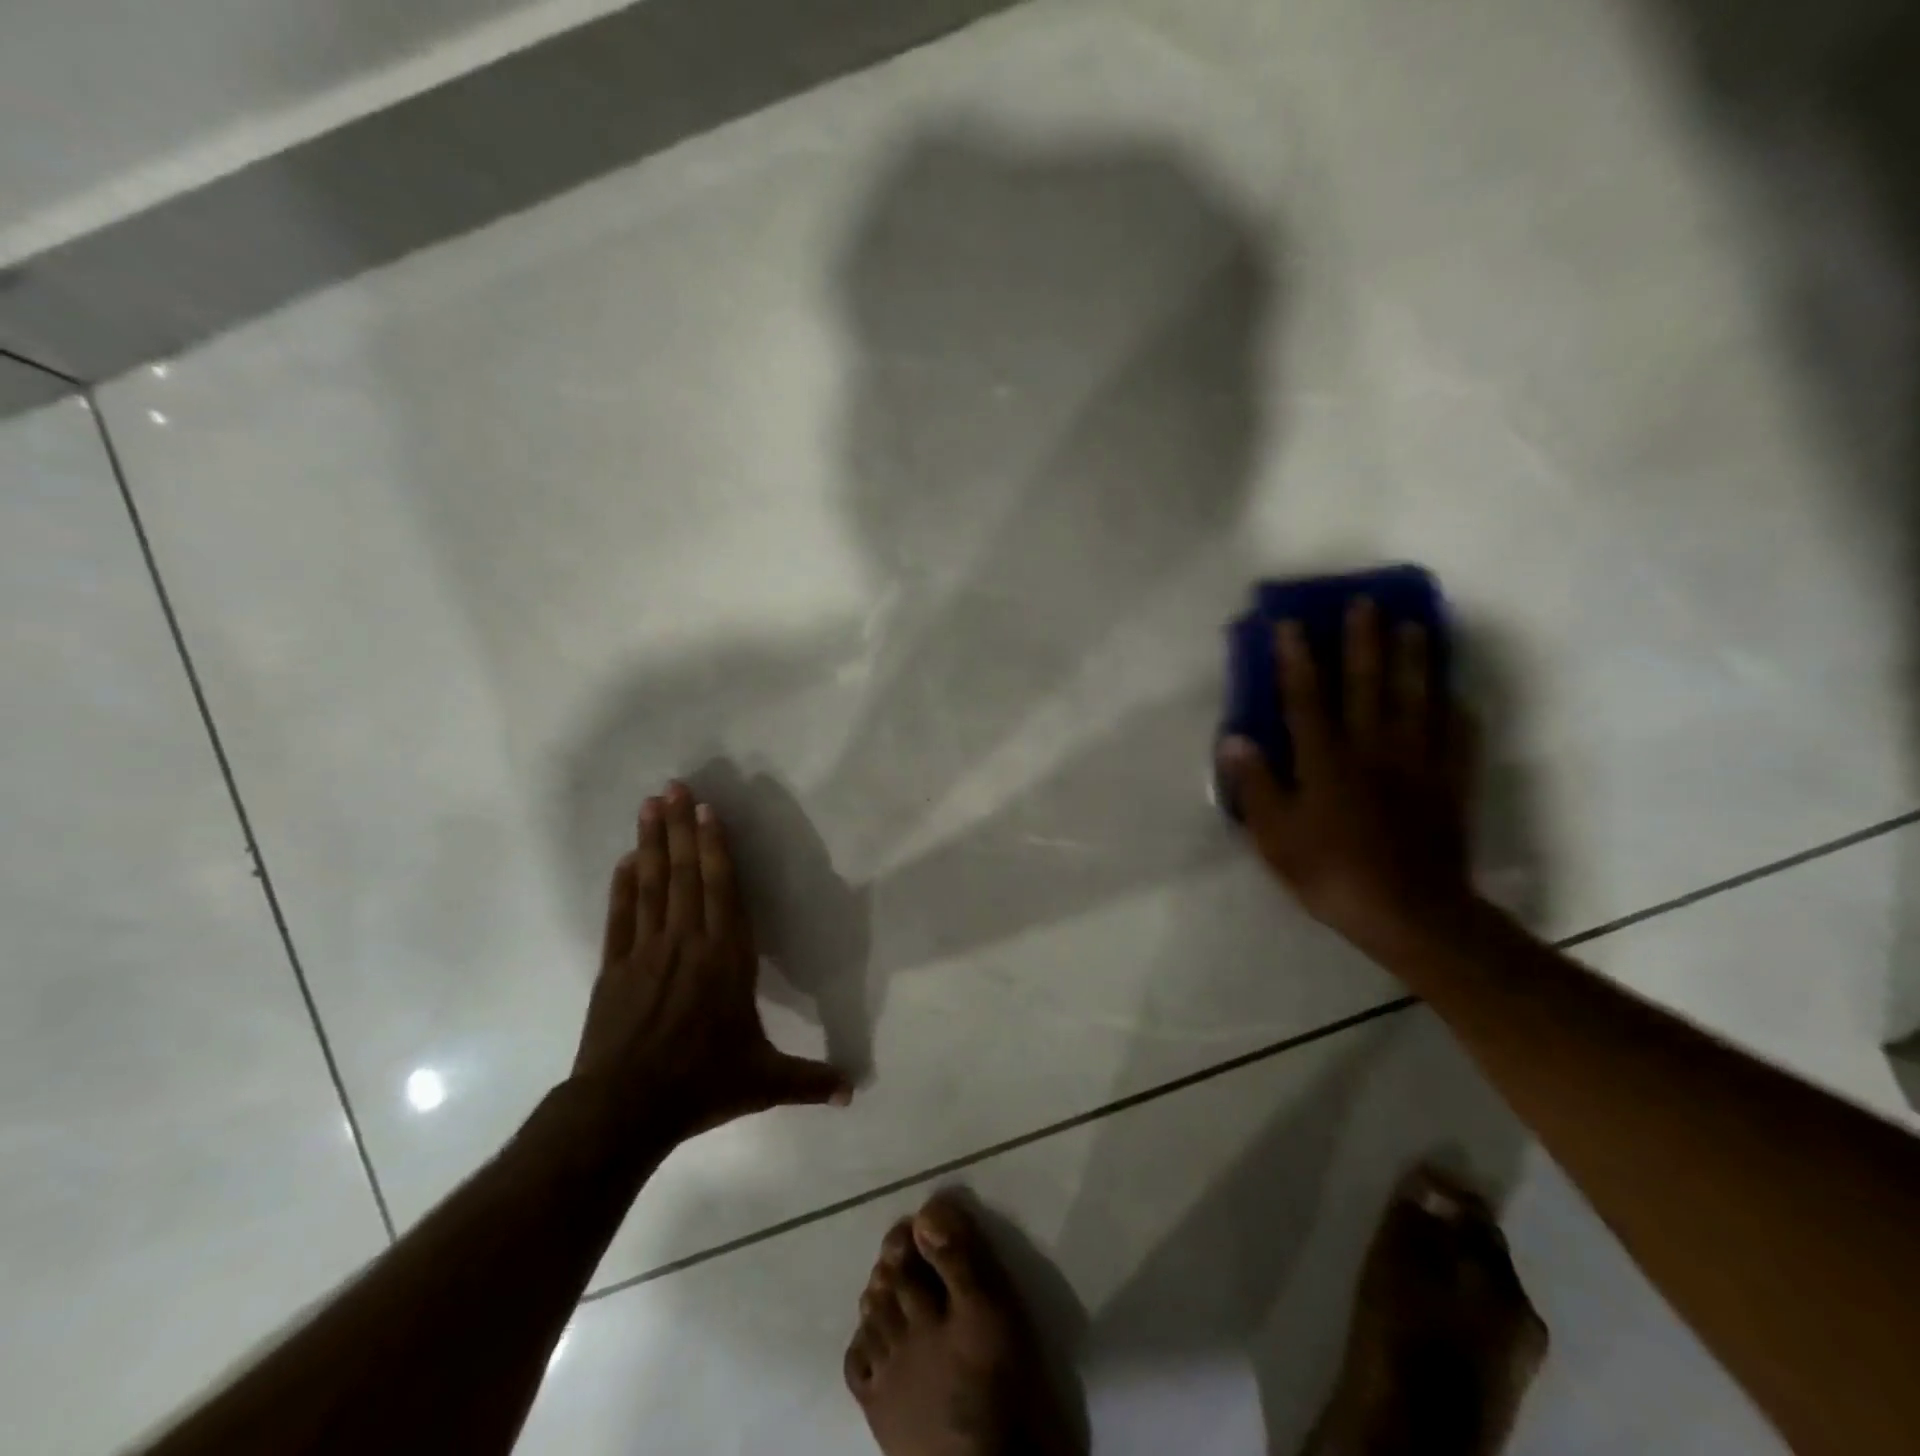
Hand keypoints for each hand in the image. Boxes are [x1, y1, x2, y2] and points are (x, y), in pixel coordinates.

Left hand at [571, 782, 851, 1141]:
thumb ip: (810, 1080)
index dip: (716, 847)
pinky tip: (625, 859)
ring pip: (652, 885)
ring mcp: (647, 952)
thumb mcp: (764, 1083)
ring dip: (652, 843)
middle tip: (672, 786)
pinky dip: (623, 885)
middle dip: (681, 827)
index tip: (708, 810)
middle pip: (686, 874)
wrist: (623, 1111)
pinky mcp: (615, 969)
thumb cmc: (701, 1086)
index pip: (723, 890)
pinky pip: (621, 916)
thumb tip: (855, 1092)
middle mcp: (688, 943)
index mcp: (727, 959)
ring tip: (649, 805)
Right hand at [1217, 598, 1475, 951]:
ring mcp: (1416, 763)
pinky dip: (1456, 711)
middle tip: (1366, 602)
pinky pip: (1456, 737)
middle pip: (1367, 684)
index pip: (1306, 697)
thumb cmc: (1330, 872)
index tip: (1291, 622)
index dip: (1296, 658)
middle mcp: (1372, 748)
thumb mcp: (1275, 836)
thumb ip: (1256, 785)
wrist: (1408, 912)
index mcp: (1325, 760)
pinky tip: (1456, 694)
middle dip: (1364, 641)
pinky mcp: (1449, 783)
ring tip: (1416, 625)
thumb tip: (1235, 739)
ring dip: (1415, 660)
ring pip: (1416, 699)